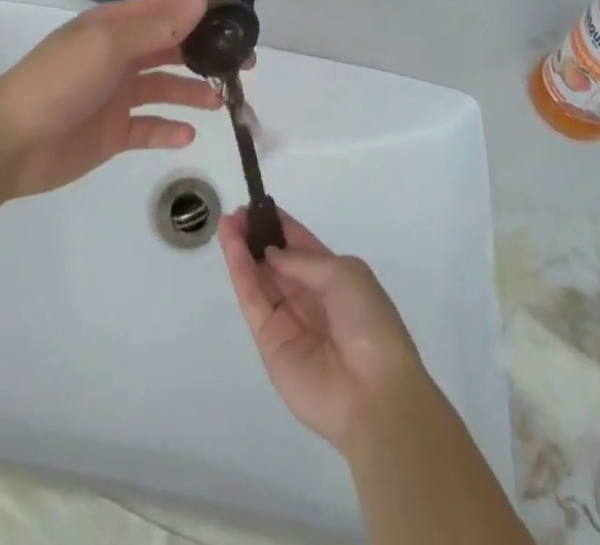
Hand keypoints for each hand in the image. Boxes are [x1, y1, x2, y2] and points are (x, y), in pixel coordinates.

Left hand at [0, 0, 218, 198]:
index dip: (202, 11)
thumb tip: (200, 3)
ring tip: (220, 101)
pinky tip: (188, 134)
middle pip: (171, 47)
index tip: (238, 21)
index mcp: (115, 26)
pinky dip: (168, 128)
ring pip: (164, 86)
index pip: (167, 10)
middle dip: (206, 52)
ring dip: (192, 90)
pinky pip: (148, 126)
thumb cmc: (60, 81)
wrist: (10, 142)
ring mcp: (115, 94)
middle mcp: (119, 55)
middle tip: (243, 65)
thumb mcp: (108, 44)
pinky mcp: (112, 132)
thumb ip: (156, 26)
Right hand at [219, 208, 430, 451]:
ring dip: (242, 250)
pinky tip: (232, 247)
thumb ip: (303, 261)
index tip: (256, 205)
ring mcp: (287, 321)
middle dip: (256, 235)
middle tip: (235, 213)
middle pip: (275, 261)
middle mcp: (308, 297)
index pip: (300, 245)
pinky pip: (253, 301)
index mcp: (333, 278)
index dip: (278, 225)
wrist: (373, 394)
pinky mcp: (269, 343)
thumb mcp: (344, 274)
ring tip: (226, 223)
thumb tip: (271, 254)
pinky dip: (240, 273)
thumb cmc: (368, 323)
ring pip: (259, 278)